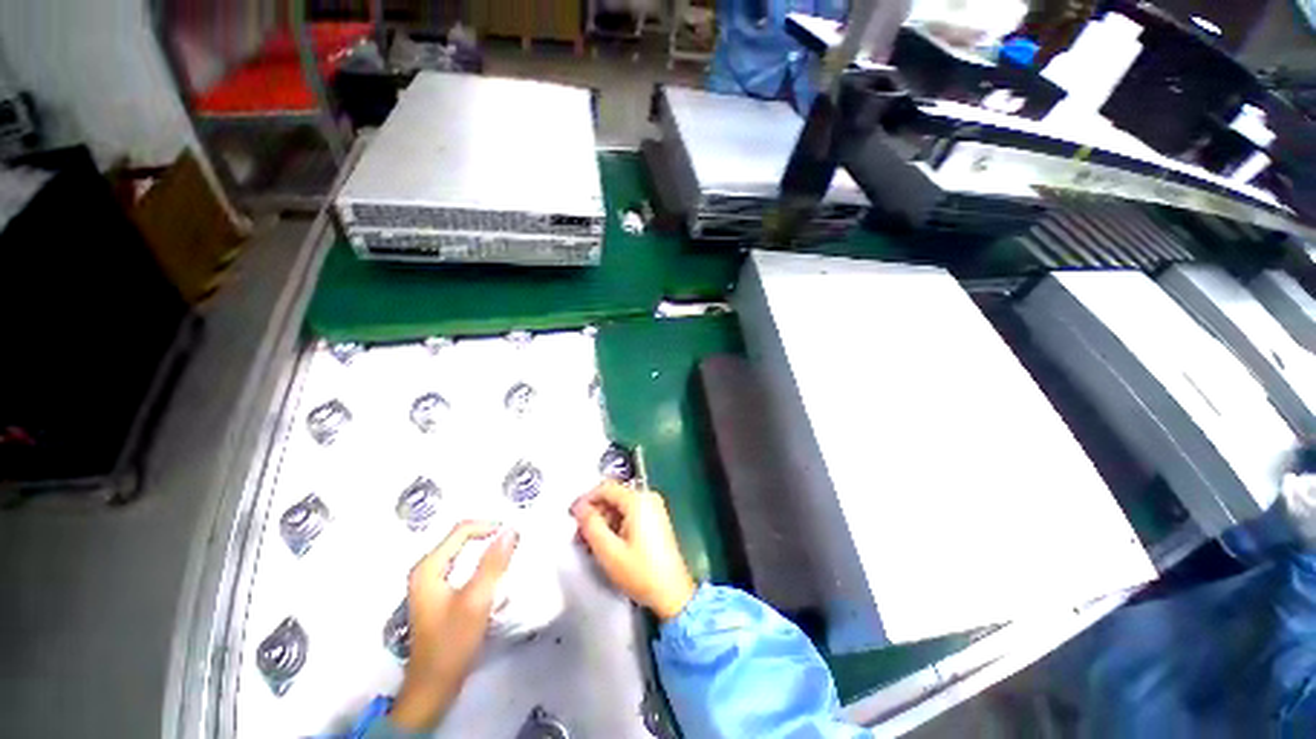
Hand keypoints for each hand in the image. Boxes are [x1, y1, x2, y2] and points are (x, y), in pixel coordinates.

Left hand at [390, 521, 518, 731]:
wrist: (432, 688)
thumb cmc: (452, 643)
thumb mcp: (477, 601)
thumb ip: (494, 564)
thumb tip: (511, 530)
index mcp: (428, 568)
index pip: (461, 530)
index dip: (489, 526)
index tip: (513, 534)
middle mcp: (425, 571)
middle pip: (459, 539)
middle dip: (487, 536)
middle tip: (513, 542)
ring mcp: (429, 585)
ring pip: (460, 553)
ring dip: (484, 550)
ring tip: (507, 554)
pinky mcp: (436, 597)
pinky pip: (460, 567)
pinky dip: (478, 564)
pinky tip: (491, 574)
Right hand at [571, 481, 696, 621]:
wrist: (672, 593)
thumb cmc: (640, 572)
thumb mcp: (609, 551)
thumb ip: (590, 525)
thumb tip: (579, 508)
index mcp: (638, 500)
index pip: (605, 487)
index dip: (586, 499)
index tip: (572, 516)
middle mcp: (648, 497)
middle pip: (613, 496)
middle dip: (595, 513)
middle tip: (580, 534)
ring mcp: (654, 507)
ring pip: (620, 505)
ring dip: (604, 520)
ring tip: (591, 543)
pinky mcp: (656, 518)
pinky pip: (630, 513)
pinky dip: (616, 524)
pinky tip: (608, 543)